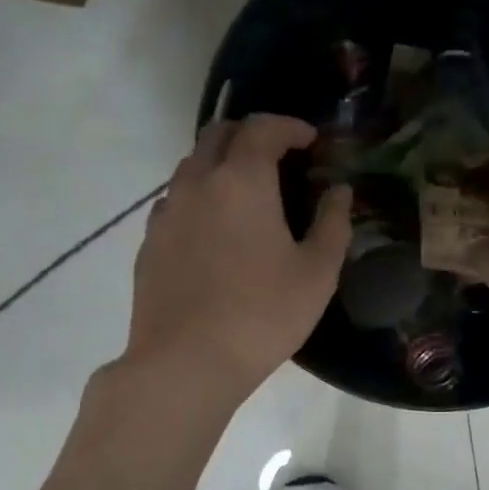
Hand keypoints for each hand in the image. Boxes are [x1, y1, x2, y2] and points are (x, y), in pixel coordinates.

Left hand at [122, 114, 351, 404]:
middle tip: (278, 158)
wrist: (185, 362)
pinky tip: (214, 230)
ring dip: (221, 164)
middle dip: (250, 135)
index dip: (289, 126)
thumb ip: (333, 224)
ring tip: (247, 194)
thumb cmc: (262, 315)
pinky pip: (174, 201)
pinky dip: (198, 197)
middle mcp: (197, 183)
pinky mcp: (149, 242)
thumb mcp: (317, 273)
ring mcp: (166, 212)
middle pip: (218, 134)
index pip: (262, 128)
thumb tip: (339, 191)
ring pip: (191, 166)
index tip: (311, 141)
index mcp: (241, 180)